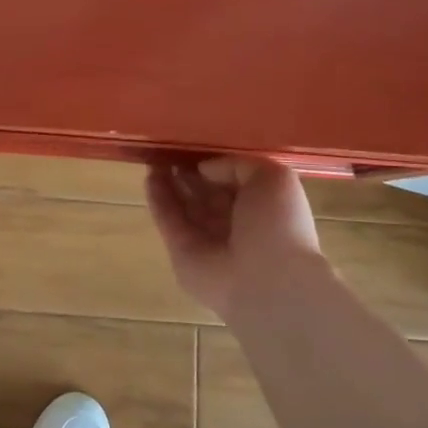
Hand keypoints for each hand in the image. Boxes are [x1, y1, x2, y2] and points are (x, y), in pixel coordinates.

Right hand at [146, 156, 323, 319]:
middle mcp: (234, 224)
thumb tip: (205, 169)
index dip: (214, 164)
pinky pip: (168, 220)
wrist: (267, 281)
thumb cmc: (278, 225)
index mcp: (261, 207)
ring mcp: (206, 239)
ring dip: (169, 182)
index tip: (195, 146)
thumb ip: (238, 164)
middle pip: (205, 193)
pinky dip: (158, 199)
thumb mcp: (273, 178)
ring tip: (153, 157)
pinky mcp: (181, 251)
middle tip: (168, 149)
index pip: (232, 181)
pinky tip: (150, 176)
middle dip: (188, 172)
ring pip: (183, 205)